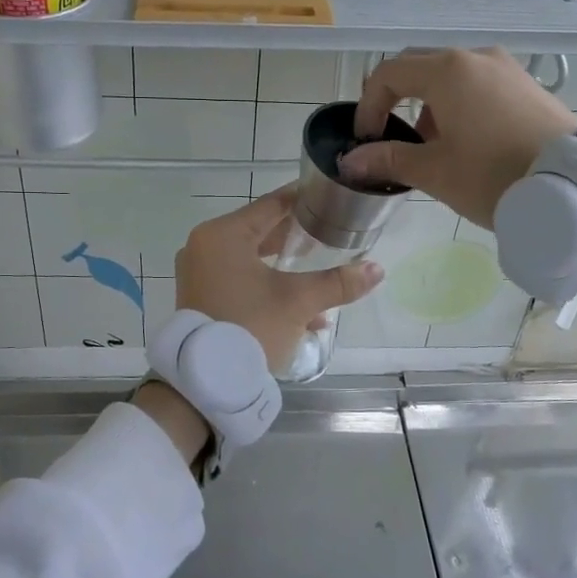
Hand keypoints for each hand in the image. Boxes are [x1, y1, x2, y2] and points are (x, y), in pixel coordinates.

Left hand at [174, 187, 383, 373]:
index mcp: (222, 235)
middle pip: (260, 231)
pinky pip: (240, 280)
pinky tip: (304, 310)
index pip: (271, 205)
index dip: (303, 200)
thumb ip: (338, 282)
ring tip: (321, 268)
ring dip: (285, 267)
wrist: (206, 382)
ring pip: (251, 258)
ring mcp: (199, 273)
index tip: (329, 196)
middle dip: (297, 236)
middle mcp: (204, 247)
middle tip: (330, 231)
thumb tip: (377, 269)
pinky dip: (267, 286)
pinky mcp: (201, 298)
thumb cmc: (250, 327)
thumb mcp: (298, 302)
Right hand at [341, 49, 576, 226]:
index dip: (368, 105)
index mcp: (448, 71)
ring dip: (429, 106)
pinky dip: (459, 106)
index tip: (366, 141)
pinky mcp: (527, 85)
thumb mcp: (435, 172)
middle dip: (397, 101)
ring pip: (451, 77)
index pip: (389, 73)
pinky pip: (479, 85)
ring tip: (433, 148)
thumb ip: (389, 159)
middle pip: (419, 68)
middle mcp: (476, 58)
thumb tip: (351, 161)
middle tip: (391, 139)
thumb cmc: (494, 176)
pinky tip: (468, 143)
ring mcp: (506, 68)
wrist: (576, 188)